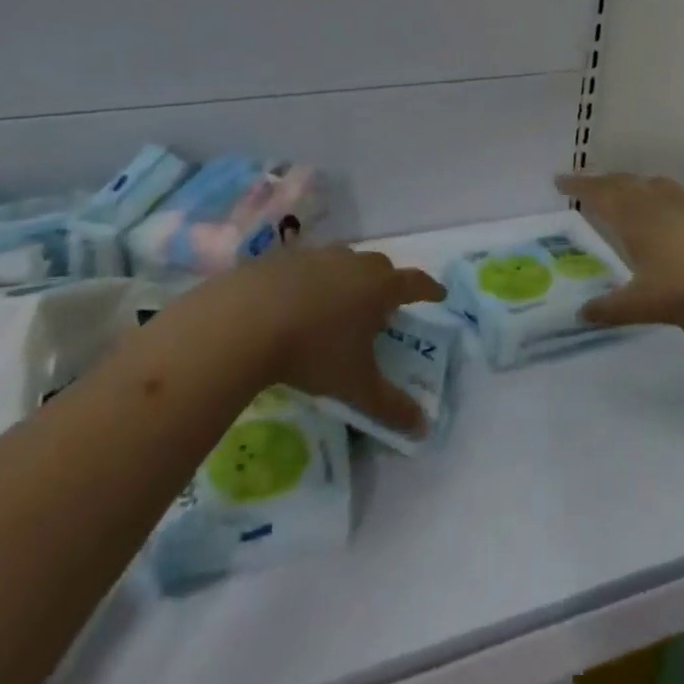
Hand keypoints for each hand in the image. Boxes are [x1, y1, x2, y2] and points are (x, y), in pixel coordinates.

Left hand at [203, 247, 442, 434]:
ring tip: (338, 304)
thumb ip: (391, 406)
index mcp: (379, 287)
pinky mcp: (280, 258)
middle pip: (380, 267)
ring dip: (347, 278)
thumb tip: (424, 428)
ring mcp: (315, 255)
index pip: (415, 283)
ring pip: (342, 261)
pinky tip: (294, 302)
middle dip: (387, 283)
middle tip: (382, 306)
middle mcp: (352, 263)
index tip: (438, 294)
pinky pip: (305, 266)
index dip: (429, 289)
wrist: (244, 321)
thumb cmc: (313, 351)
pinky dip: (309, 280)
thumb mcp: (355, 386)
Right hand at [556, 172, 683, 328]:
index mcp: (632, 215)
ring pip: (646, 184)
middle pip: (621, 182)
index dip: (577, 186)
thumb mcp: (643, 303)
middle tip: (583, 186)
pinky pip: (668, 193)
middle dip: (599, 182)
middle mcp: (653, 200)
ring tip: (621, 192)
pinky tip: (661, 211)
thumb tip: (581, 314)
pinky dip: (652, 194)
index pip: (597, 193)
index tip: (559, 179)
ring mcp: (682, 202)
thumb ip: (610, 309)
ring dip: (628, 184)